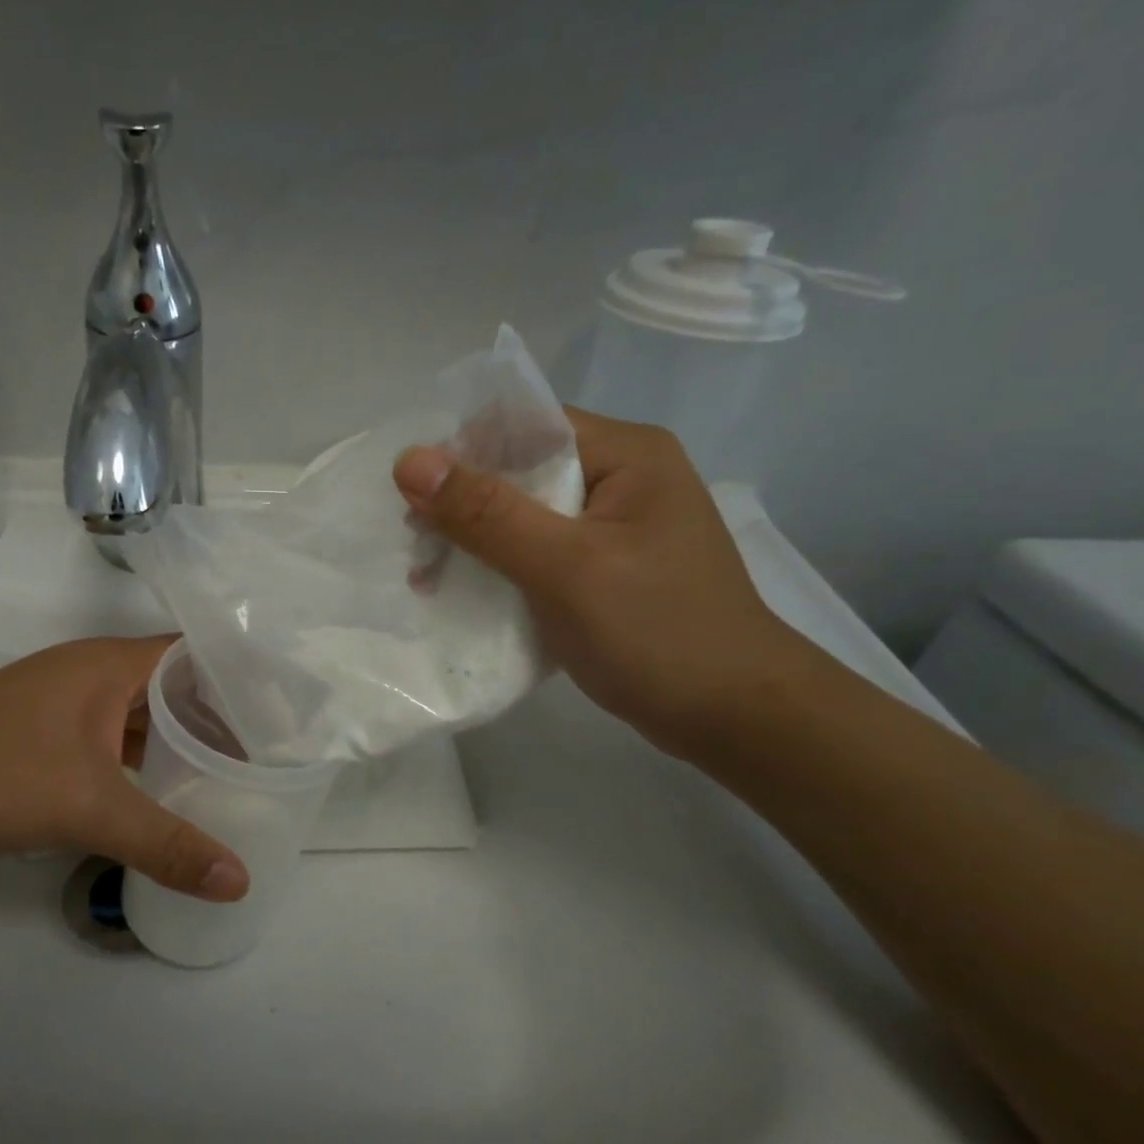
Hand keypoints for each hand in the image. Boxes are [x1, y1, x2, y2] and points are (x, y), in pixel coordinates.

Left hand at [0, 636, 247, 900]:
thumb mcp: (89, 809)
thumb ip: (166, 844)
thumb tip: (239, 881)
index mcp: (111, 664)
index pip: (195, 653)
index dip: (239, 677)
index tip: (279, 712)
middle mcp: (94, 669)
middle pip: (174, 681)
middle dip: (217, 713)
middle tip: (265, 749)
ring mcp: (69, 698)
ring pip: (142, 709)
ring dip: (179, 735)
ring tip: (227, 767)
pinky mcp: (49, 727)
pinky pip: (115, 731)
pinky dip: (144, 752)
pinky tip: (165, 783)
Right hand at [393, 409, 811, 758]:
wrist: (735, 717)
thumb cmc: (656, 633)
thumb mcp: (564, 568)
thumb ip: (486, 513)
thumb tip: (408, 460)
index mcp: (625, 454)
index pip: (525, 426)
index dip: (463, 454)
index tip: (416, 503)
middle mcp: (622, 477)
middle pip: (520, 470)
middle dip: (461, 507)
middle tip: (418, 553)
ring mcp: (616, 527)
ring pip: (524, 516)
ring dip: (474, 543)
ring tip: (429, 582)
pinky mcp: (608, 569)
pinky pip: (539, 553)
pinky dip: (500, 569)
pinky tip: (469, 595)